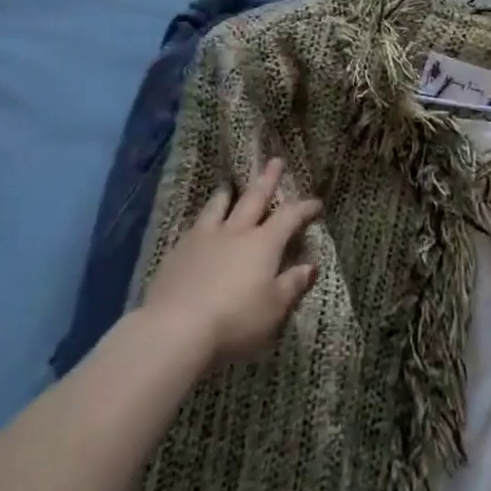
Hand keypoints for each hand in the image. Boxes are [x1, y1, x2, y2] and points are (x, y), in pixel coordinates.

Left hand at [142, 159, 321, 366]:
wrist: (174, 330)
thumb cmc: (234, 321)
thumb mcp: (273, 309)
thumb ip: (292, 285)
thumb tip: (310, 266)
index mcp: (263, 244)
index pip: (289, 217)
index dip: (304, 208)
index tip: (316, 203)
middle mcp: (235, 232)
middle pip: (254, 199)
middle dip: (267, 180)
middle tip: (275, 161)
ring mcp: (204, 239)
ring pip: (219, 207)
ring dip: (228, 194)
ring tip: (230, 186)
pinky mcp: (177, 253)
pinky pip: (196, 226)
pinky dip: (204, 219)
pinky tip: (201, 225)